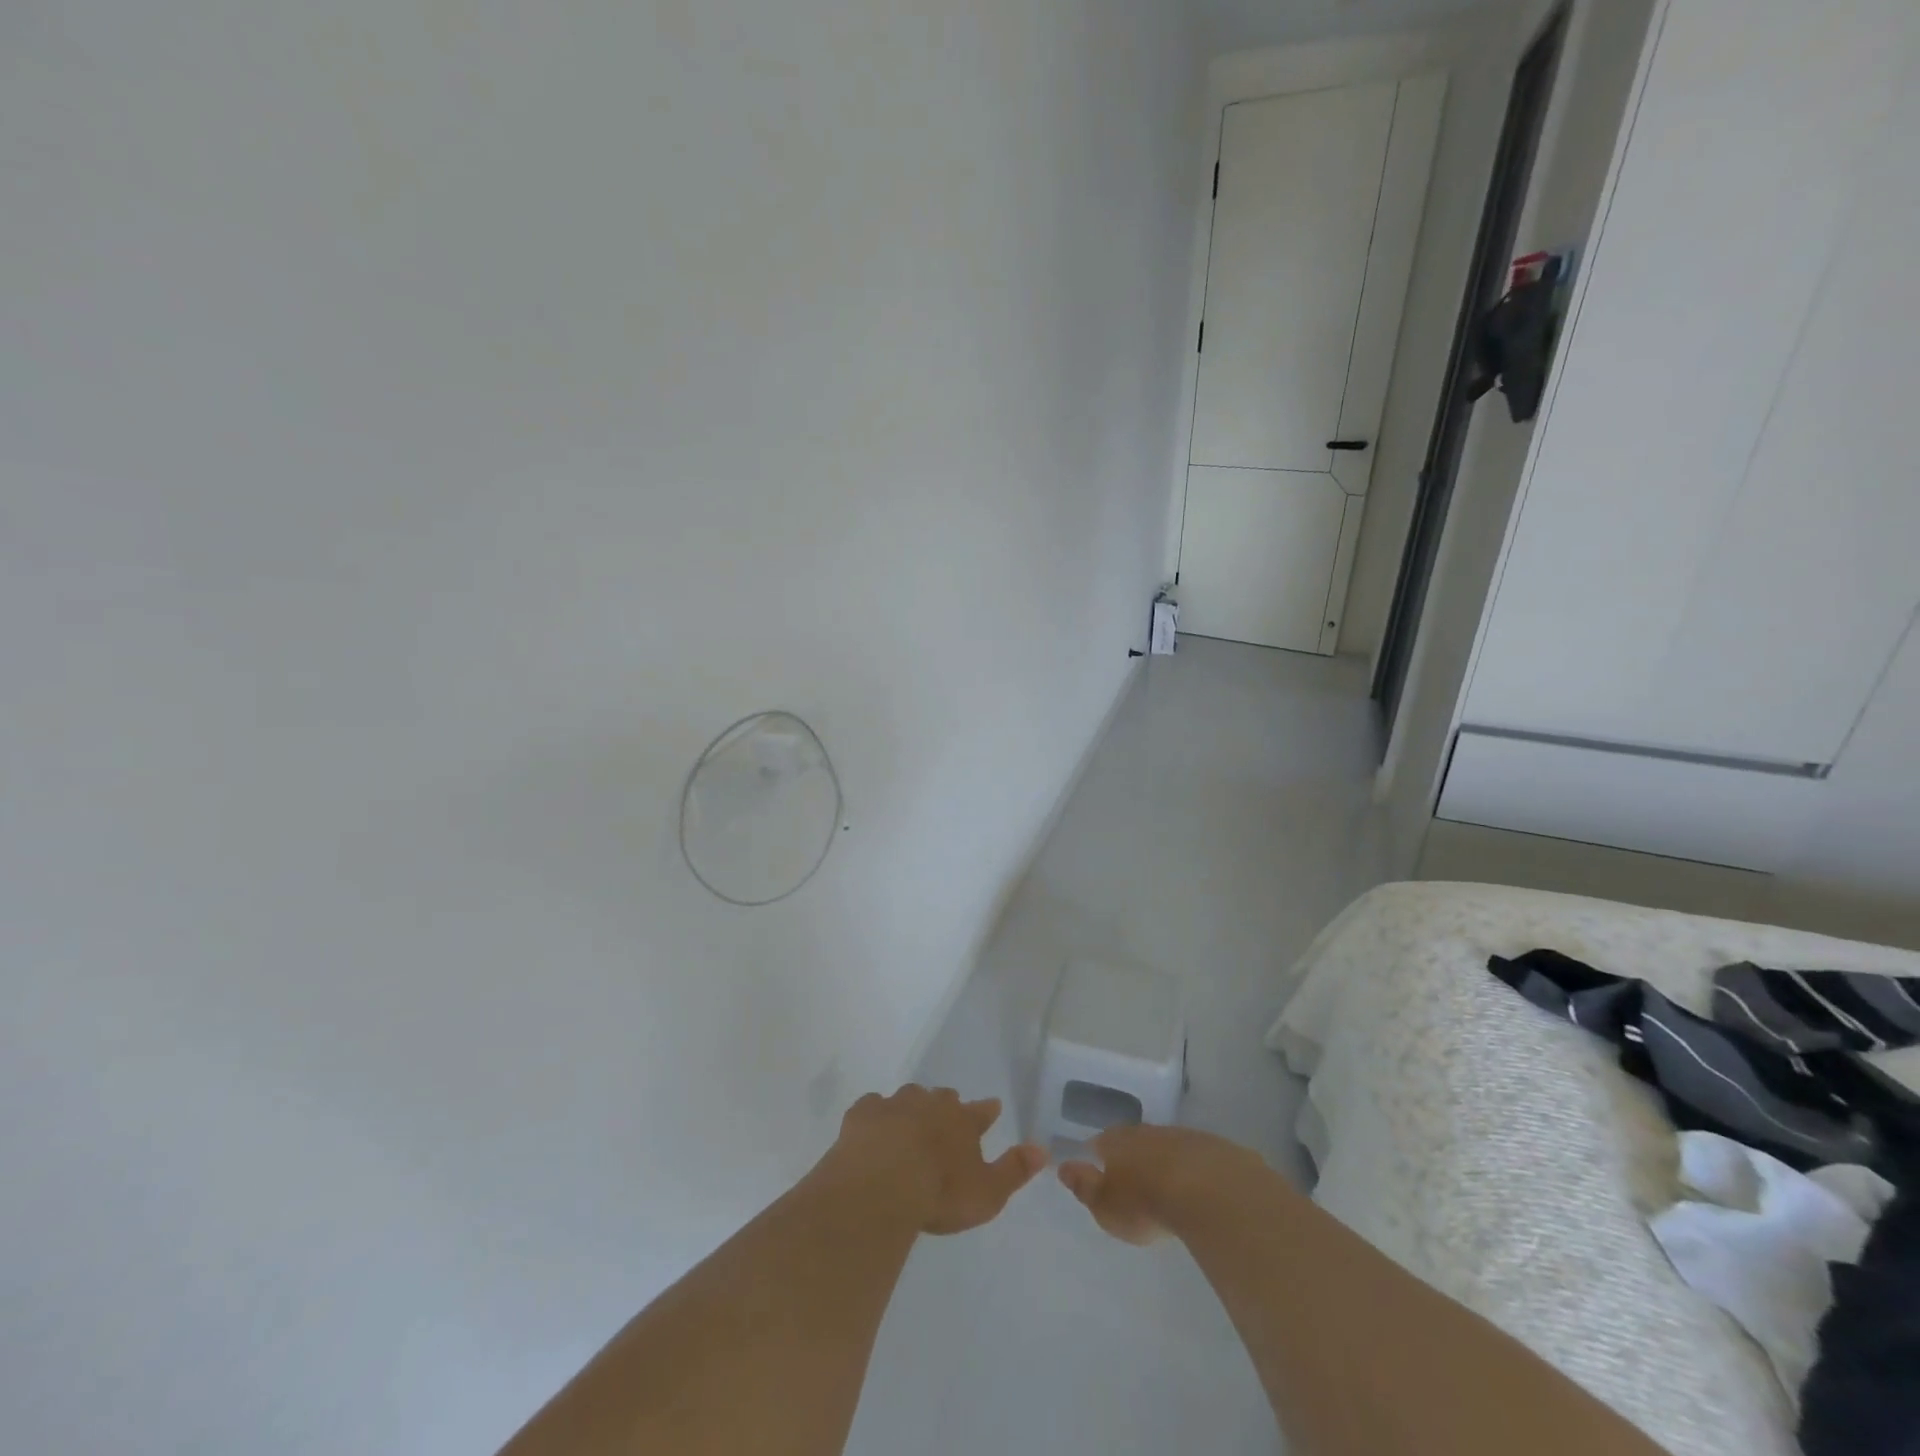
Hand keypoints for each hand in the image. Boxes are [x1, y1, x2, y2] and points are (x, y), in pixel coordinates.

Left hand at [825, 1085, 1047, 1235]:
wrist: (881, 1186)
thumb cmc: (939, 1193)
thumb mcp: (987, 1193)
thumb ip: (1014, 1171)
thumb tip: (1043, 1149)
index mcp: (962, 1121)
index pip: (981, 1111)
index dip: (987, 1111)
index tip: (992, 1108)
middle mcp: (930, 1104)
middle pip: (943, 1098)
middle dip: (946, 1106)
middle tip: (946, 1118)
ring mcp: (895, 1105)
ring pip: (909, 1097)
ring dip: (912, 1108)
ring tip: (910, 1123)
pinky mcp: (863, 1114)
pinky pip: (873, 1106)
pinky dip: (876, 1115)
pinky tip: (873, 1127)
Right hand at [1059, 1125, 1266, 1244]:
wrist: (1208, 1190)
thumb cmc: (1146, 1203)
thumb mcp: (1106, 1206)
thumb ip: (1085, 1187)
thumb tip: (1063, 1167)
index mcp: (1116, 1142)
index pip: (1100, 1143)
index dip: (1097, 1156)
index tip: (1098, 1169)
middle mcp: (1146, 1131)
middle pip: (1133, 1140)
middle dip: (1131, 1155)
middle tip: (1133, 1178)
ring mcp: (1181, 1136)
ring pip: (1165, 1146)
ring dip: (1163, 1161)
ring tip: (1166, 1186)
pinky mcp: (1212, 1148)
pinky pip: (1195, 1157)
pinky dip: (1192, 1169)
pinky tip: (1198, 1188)